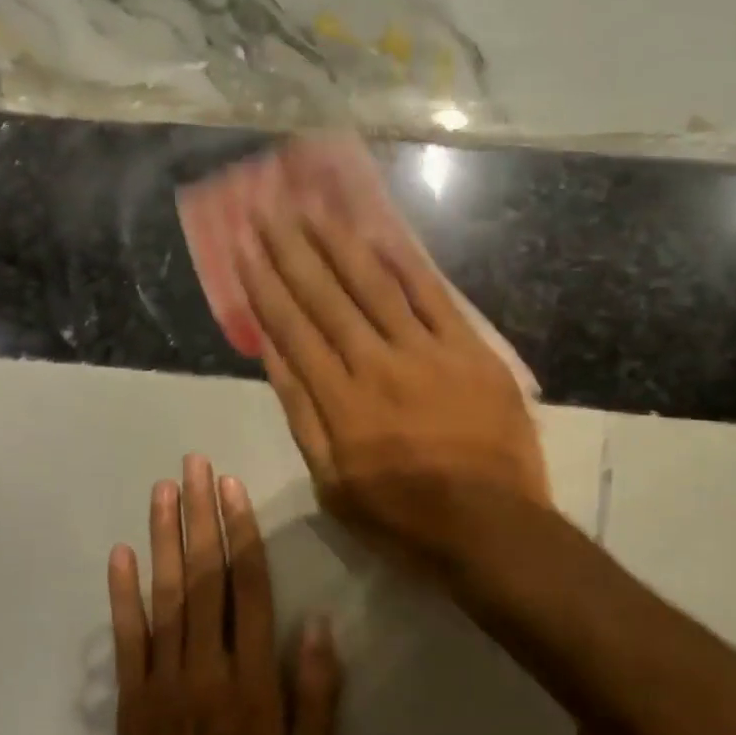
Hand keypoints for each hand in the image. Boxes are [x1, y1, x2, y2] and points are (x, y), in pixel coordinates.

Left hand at [93, 454, 340, 734]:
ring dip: (163, 538)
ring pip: (164, 596)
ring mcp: (161, 682)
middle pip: (203, 578)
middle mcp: (205, 668)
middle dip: (199, 516)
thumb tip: (317, 619)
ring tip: (163, 490)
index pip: (248, 589)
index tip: (231, 488)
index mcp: (252, 679)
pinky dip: (122, 594)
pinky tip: (121, 553)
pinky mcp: (130, 700)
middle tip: (194, 466)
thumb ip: (316, 689)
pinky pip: (125, 639)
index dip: (240, 532)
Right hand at [235, 206, 551, 568]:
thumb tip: (272, 350)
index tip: (242, 247)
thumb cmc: (404, 516)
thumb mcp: (333, 483)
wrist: (493, 526)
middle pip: (326, 297)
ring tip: (313, 208)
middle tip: (268, 210)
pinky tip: (381, 234)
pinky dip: (406, 264)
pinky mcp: (470, 351)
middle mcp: (377, 365)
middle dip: (292, 251)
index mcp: (340, 402)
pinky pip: (434, 297)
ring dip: (340, 243)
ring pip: (375, 286)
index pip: (292, 329)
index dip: (264, 285)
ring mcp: (428, 353)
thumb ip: (302, 413)